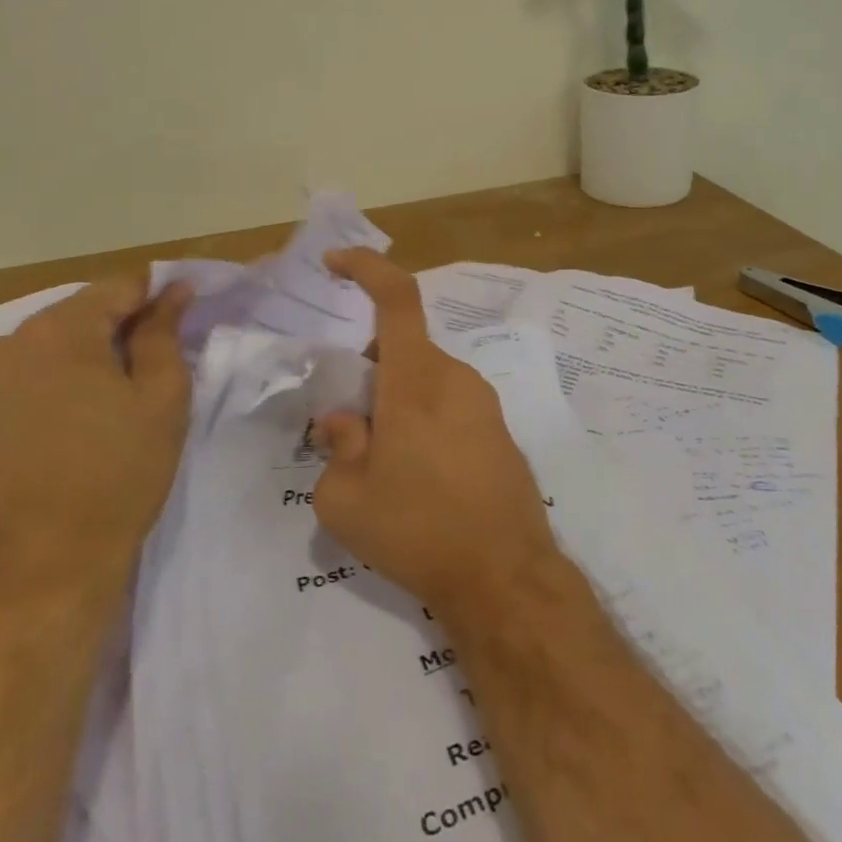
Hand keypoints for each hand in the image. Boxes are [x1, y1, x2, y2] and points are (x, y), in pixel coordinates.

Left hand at [0, 276, 192, 610]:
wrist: (41, 571)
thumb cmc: (118, 477)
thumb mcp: (161, 399)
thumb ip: (164, 334)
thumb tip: (173, 290)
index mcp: (58, 332)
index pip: (116, 288)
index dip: (154, 296)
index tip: (181, 314)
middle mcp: (3, 345)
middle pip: (74, 315)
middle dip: (114, 328)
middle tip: (148, 365)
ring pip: (40, 348)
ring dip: (77, 358)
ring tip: (106, 398)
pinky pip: (11, 382)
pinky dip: (43, 386)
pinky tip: (64, 423)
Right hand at [312, 249, 561, 623]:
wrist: (505, 576)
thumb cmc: (417, 530)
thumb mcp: (345, 499)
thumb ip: (336, 447)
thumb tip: (344, 420)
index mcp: (417, 380)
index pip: (397, 298)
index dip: (366, 269)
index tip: (335, 264)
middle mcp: (456, 379)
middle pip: (406, 347)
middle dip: (372, 367)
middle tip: (349, 421)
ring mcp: (485, 405)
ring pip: (428, 379)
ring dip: (398, 399)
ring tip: (381, 462)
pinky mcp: (501, 433)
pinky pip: (451, 406)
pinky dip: (424, 419)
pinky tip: (418, 477)